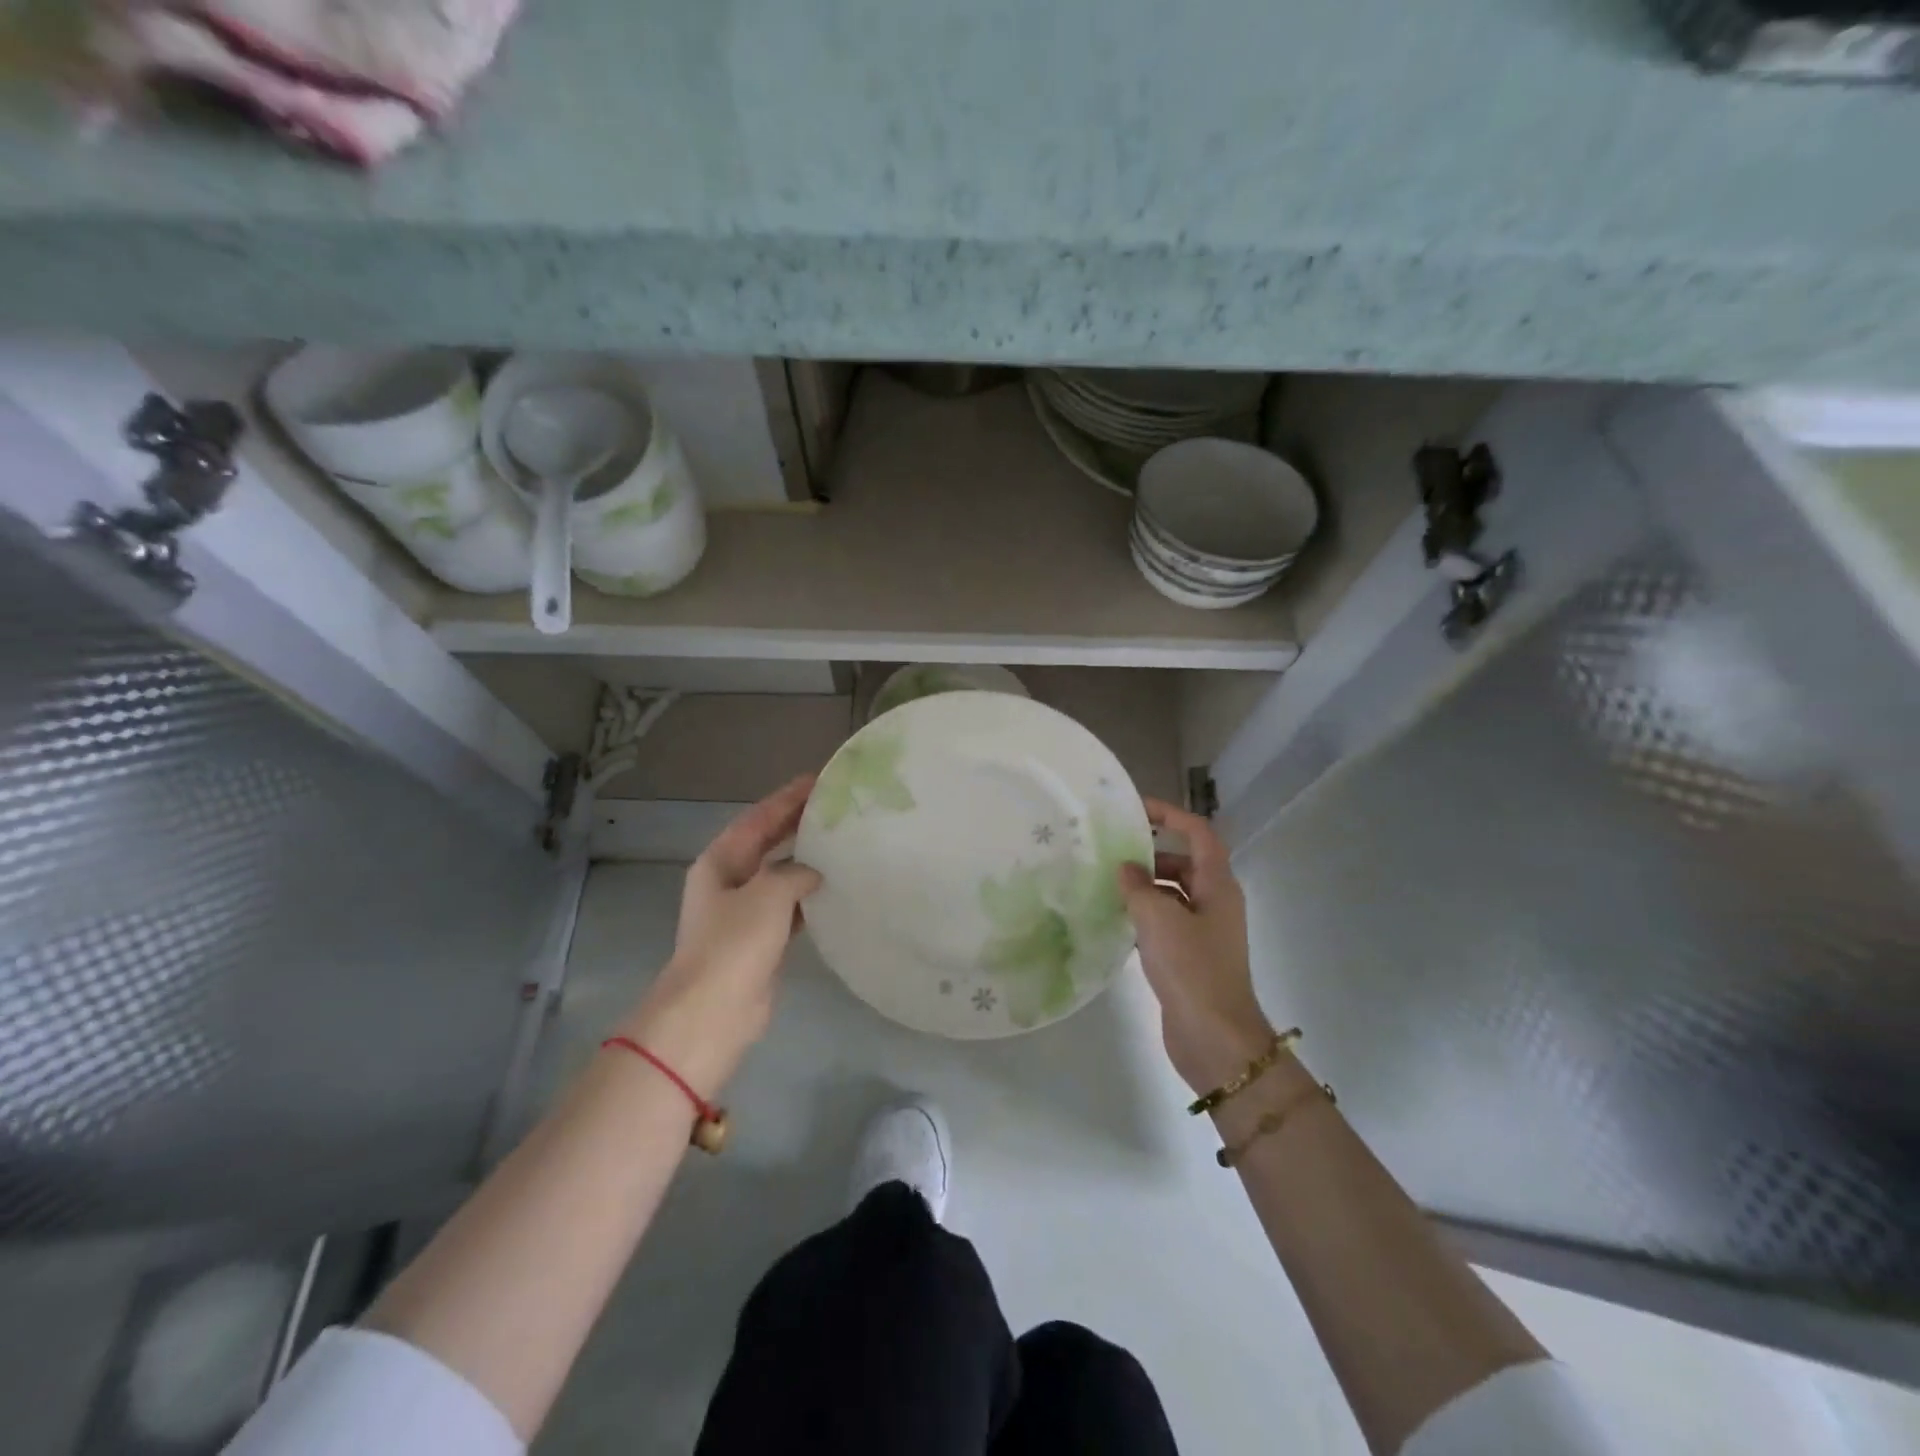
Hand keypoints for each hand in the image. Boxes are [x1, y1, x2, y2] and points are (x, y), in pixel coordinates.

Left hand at [619, 776, 820, 1098]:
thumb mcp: (768, 893)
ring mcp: (743, 913)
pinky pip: (789, 908)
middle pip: (767, 844)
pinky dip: (809, 896)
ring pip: (779, 876)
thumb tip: (812, 874)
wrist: (715, 1011)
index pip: (758, 819)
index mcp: (720, 862)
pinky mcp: (761, 941)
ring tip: (841, 842)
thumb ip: (794, 872)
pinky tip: (834, 888)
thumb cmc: (735, 943)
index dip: (787, 798)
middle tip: (834, 806)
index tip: (818, 780)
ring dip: (805, 861)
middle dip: (796, 824)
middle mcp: (729, 882)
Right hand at [1118, 798, 1277, 1095]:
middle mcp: (1215, 902)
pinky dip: (1145, 915)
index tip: (1136, 809)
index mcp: (1218, 885)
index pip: (1198, 834)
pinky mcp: (1191, 957)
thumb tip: (1126, 869)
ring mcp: (1205, 932)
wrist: (1215, 1038)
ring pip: (1173, 895)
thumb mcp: (1159, 920)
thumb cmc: (1192, 969)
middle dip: (1151, 855)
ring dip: (1145, 887)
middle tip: (1112, 854)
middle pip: (1184, 864)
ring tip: (1107, 885)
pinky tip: (1116, 921)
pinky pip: (1166, 923)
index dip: (1170, 815)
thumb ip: (1138, 887)